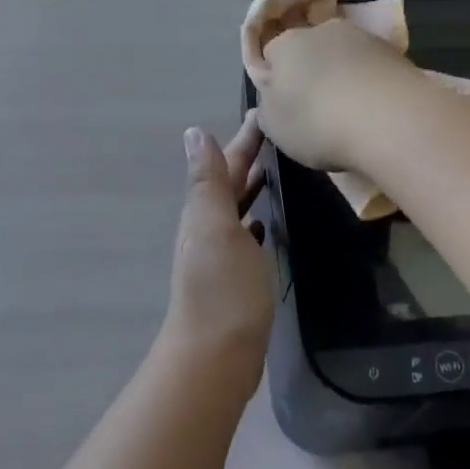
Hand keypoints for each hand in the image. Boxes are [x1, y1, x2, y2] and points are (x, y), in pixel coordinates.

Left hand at [161, 111, 272, 388]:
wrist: (215, 356)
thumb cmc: (221, 289)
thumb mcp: (214, 226)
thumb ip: (208, 181)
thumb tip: (194, 132)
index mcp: (204, 211)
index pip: (227, 163)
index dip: (243, 138)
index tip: (264, 112)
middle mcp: (208, 228)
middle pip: (230, 182)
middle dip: (248, 156)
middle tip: (275, 133)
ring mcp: (220, 255)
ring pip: (236, 207)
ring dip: (251, 185)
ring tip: (274, 168)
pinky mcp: (235, 278)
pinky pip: (245, 236)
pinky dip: (253, 220)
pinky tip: (264, 222)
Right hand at [240, 0, 412, 168]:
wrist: (388, 118)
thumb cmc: (317, 122)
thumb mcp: (275, 127)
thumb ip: (270, 108)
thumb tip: (273, 99)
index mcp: (285, 44)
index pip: (272, 54)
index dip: (278, 79)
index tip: (286, 105)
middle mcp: (322, 30)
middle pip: (311, 50)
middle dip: (313, 73)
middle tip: (320, 110)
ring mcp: (362, 37)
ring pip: (345, 55)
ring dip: (345, 76)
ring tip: (354, 113)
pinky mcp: (395, 52)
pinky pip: (373, 67)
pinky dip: (371, 83)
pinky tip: (377, 110)